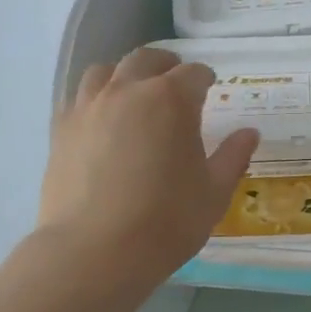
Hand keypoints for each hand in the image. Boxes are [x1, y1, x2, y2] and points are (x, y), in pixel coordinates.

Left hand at [38, 48, 258, 285]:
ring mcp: (88, 107)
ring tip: (134, 94)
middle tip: (175, 82)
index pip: (193, 74)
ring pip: (105, 71)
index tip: (210, 88)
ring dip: (125, 75)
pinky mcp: (61, 130)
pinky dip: (96, 98)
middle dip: (165, 66)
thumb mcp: (213, 192)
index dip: (205, 79)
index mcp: (171, 100)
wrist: (95, 251)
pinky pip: (78, 98)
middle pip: (146, 60)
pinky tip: (102, 121)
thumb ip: (232, 156)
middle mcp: (127, 91)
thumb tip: (249, 133)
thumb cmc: (166, 221)